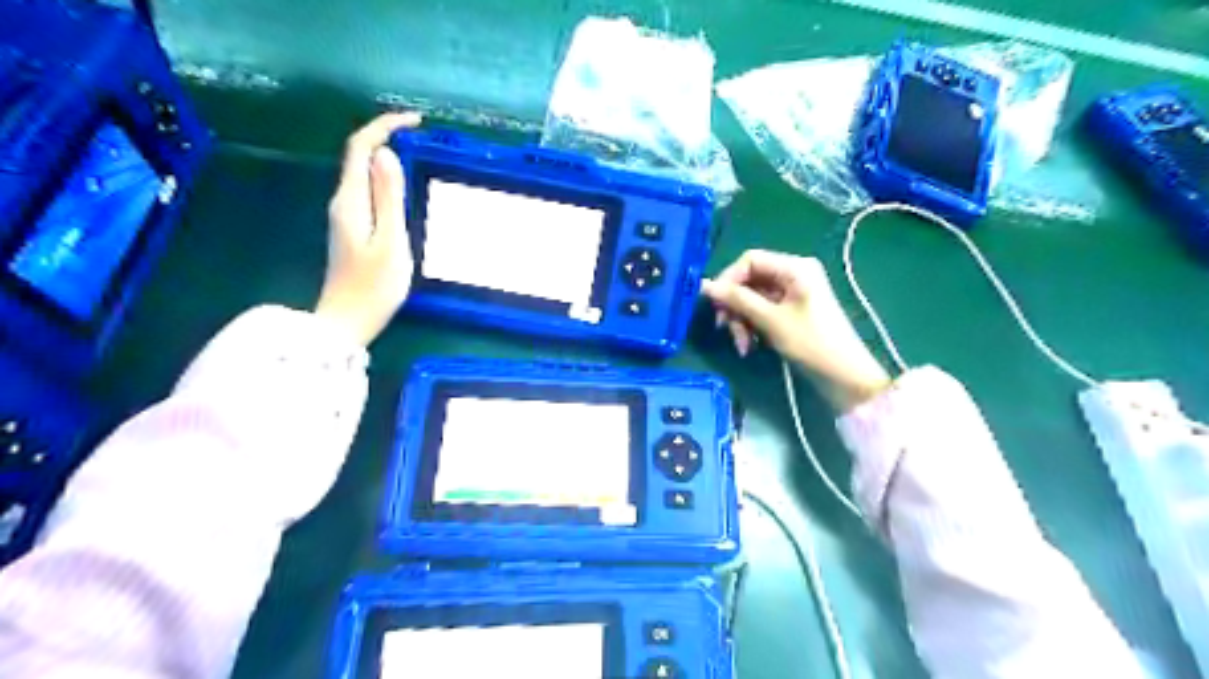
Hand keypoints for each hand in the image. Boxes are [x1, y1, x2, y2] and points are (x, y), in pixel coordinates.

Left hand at [312, 110, 420, 344]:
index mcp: (351, 200)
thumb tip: (386, 154)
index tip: (416, 123)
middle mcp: (343, 201)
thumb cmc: (373, 287)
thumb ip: (389, 198)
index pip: (361, 148)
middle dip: (388, 137)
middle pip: (360, 156)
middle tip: (423, 137)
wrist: (347, 322)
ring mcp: (346, 216)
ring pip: (364, 173)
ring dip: (388, 158)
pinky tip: (405, 189)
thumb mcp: (390, 242)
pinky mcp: (352, 229)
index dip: (385, 127)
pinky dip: (386, 179)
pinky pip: (368, 191)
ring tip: (420, 156)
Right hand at [706, 248, 890, 408]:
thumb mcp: (770, 320)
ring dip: (742, 321)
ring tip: (742, 345)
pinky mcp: (791, 312)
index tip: (714, 304)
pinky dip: (752, 327)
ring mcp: (793, 294)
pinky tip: (750, 346)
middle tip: (724, 329)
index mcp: (795, 268)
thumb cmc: (811, 343)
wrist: (845, 377)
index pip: (750, 260)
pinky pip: (762, 312)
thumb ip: (737, 300)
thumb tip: (704, 286)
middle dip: (735, 306)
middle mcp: (793, 274)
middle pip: (749, 280)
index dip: (728, 280)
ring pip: (752, 299)